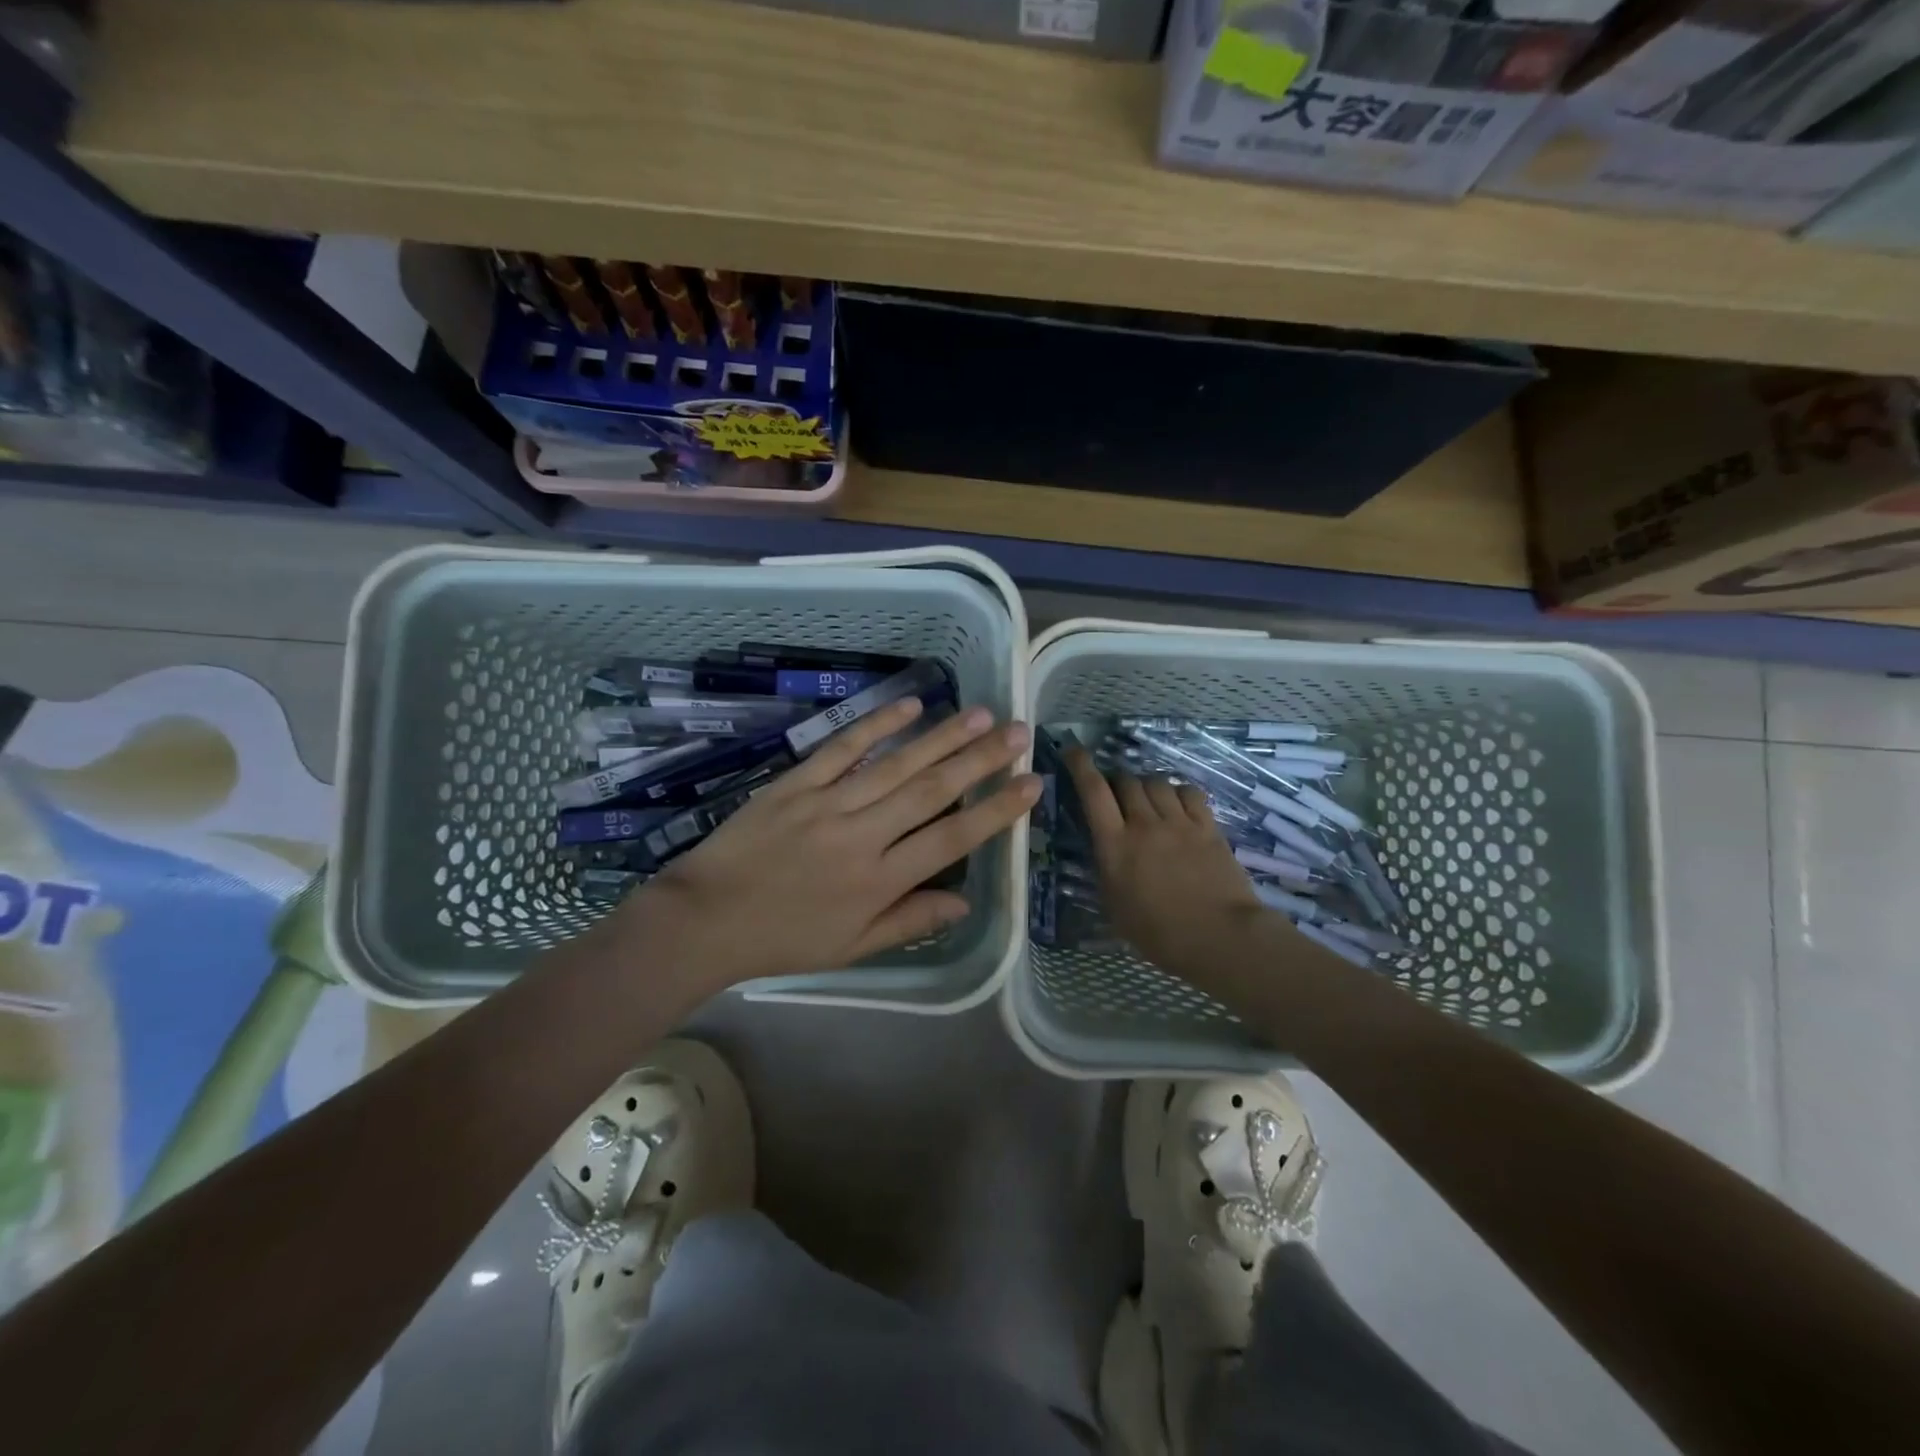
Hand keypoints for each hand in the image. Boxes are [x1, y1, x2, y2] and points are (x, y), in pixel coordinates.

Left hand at [625, 698, 1039, 990]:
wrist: (705, 920)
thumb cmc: (784, 939)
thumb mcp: (852, 947)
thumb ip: (910, 922)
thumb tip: (966, 902)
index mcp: (879, 881)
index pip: (951, 838)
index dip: (995, 810)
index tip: (1031, 784)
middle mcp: (862, 836)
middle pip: (931, 791)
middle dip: (980, 759)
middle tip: (1018, 731)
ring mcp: (827, 803)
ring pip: (895, 765)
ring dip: (940, 737)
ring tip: (980, 713)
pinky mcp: (796, 783)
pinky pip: (842, 748)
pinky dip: (876, 724)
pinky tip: (909, 704)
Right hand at [1062, 745, 1271, 984]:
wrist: (1219, 937)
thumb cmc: (1158, 933)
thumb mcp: (1114, 905)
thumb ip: (1106, 869)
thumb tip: (1104, 849)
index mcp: (1115, 845)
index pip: (1093, 791)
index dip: (1080, 766)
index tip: (1073, 750)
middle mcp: (1144, 824)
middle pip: (1126, 781)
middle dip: (1117, 782)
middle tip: (1117, 795)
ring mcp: (1179, 822)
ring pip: (1157, 782)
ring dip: (1146, 786)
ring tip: (1148, 800)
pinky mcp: (1208, 826)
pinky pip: (1189, 793)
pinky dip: (1178, 792)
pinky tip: (1178, 804)